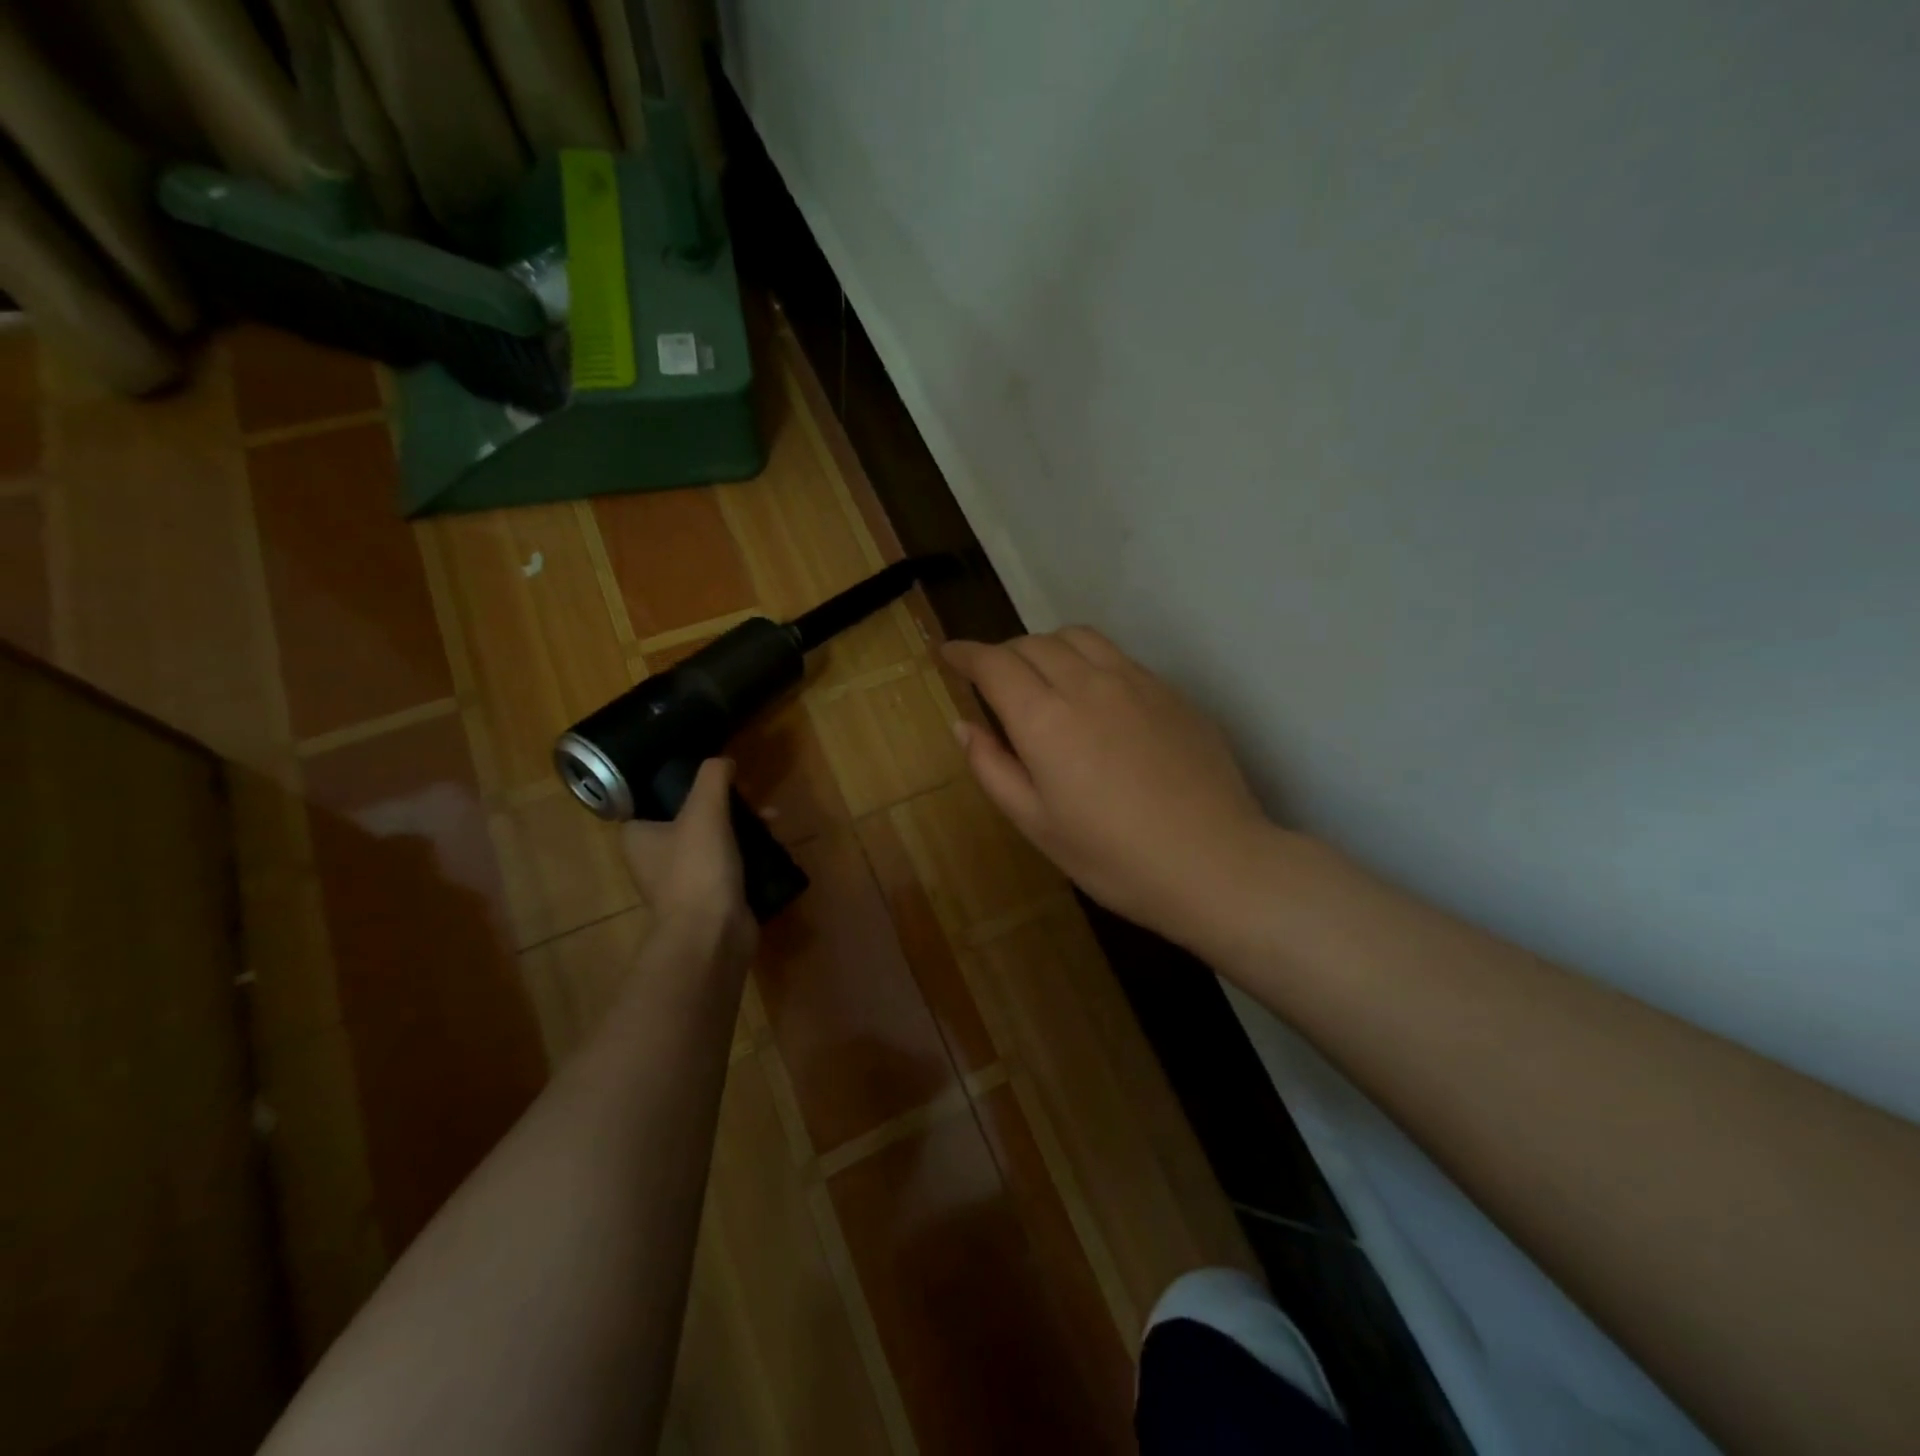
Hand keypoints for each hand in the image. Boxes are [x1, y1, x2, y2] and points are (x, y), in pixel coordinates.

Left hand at [621, 759, 755, 969]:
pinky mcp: (711, 896)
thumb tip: (723, 760)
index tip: (712, 774)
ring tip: (772, 816)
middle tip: (749, 793)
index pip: (654, 798)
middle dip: (725, 803)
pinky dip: (750, 852)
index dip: (682, 782)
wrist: (712, 935)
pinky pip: (731, 864)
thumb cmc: (697, 869)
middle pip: (691, 816)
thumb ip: (712, 779)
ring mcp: (684, 880)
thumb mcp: (704, 811)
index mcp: (638, 836)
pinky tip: (774, 843)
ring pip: (715, 839)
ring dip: (743, 826)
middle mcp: (655, 858)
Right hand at [943, 629, 1276, 947]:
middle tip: (991, 678)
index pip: (994, 663)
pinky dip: (1088, 660)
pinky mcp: (1170, 692)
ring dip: (1046, 646)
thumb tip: (963, 725)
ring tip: (1041, 675)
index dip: (964, 654)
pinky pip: (1117, 656)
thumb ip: (992, 767)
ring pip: (1078, 637)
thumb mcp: (1036, 824)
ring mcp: (1135, 682)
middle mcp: (1087, 684)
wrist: (1214, 863)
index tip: (948, 654)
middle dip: (1002, 653)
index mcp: (1044, 718)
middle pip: (1033, 643)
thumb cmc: (1112, 857)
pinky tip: (1094, 695)